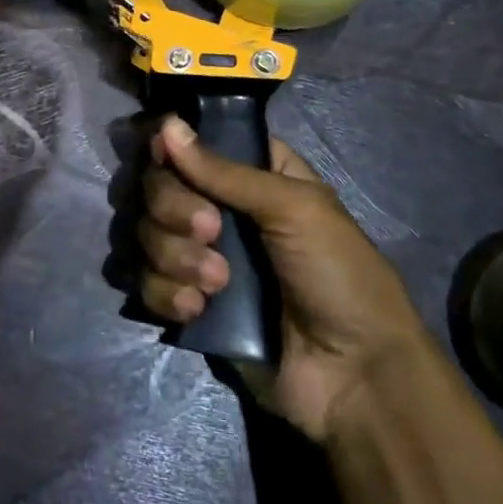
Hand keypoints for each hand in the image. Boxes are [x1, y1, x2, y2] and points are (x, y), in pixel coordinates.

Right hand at [138, 116, 424, 442]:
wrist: (354, 378)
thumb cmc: (339, 275)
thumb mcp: (294, 209)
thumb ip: (225, 171)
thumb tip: (167, 125)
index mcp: (254, 176)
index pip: (192, 144)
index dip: (172, 148)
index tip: (163, 158)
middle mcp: (221, 209)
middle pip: (160, 186)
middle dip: (175, 209)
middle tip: (211, 231)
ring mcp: (201, 257)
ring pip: (148, 234)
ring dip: (174, 256)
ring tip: (217, 283)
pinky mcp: (189, 302)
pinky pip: (148, 282)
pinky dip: (166, 293)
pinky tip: (198, 310)